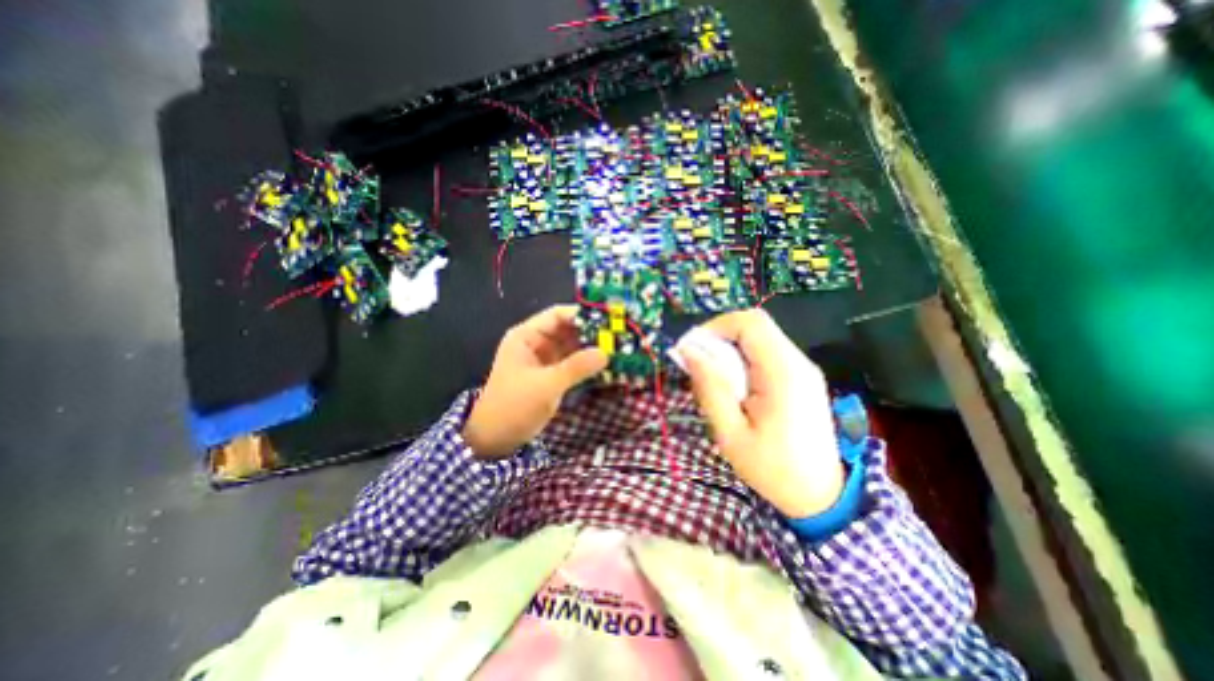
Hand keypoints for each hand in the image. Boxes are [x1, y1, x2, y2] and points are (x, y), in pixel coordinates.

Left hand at [467, 306, 607, 460]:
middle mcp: (537, 343)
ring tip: (619, 349)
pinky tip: (607, 365)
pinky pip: (574, 363)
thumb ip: (576, 367)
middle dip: (592, 333)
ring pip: (573, 347)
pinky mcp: (553, 375)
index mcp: (527, 336)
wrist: (496, 439)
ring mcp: (545, 360)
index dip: (582, 315)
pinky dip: (588, 364)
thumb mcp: (545, 385)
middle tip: (620, 337)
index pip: (557, 315)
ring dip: (592, 349)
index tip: (608, 320)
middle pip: (568, 330)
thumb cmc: (514, 406)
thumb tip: (605, 353)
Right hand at [682, 309, 845, 515]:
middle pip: (754, 326)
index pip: (750, 323)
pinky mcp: (801, 378)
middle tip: (698, 365)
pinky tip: (734, 388)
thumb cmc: (772, 468)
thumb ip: (710, 387)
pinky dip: (742, 361)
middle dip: (719, 338)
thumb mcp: (731, 432)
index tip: (692, 349)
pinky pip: (766, 354)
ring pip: (759, 339)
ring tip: (714, 380)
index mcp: (783, 373)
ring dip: (729, 350)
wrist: (821, 496)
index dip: (715, 326)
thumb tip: (688, 350)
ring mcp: (802, 369)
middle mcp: (797, 362)